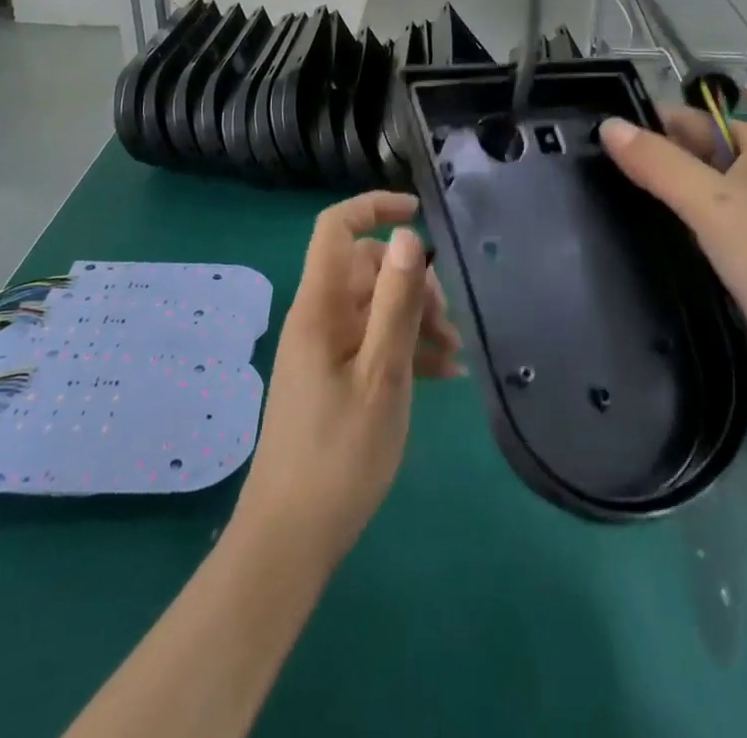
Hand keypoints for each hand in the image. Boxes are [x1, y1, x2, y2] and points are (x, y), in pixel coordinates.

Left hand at [233, 190, 462, 570]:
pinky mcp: (333, 377)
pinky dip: (406, 348)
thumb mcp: (382, 373)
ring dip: (416, 319)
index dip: (373, 207)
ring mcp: (324, 348)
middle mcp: (317, 317)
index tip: (418, 212)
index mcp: (319, 306)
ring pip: (375, 307)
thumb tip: (406, 235)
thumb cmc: (340, 453)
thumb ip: (395, 302)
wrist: (291, 538)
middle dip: (413, 283)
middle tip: (449, 323)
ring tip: (455, 355)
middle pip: (366, 269)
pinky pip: (372, 342)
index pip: (336, 228)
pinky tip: (444, 376)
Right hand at [599, 110, 746, 390]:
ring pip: (696, 202)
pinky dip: (677, 238)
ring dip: (659, 206)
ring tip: (600, 210)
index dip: (646, 125)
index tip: (591, 140)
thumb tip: (607, 125)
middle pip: (692, 158)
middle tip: (587, 178)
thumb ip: (659, 164)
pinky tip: (640, 248)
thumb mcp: (715, 205)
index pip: (691, 120)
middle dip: (648, 167)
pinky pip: (705, 237)